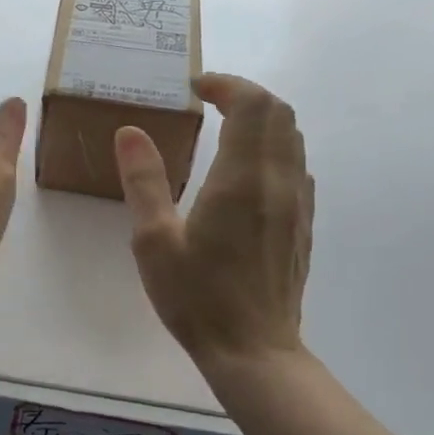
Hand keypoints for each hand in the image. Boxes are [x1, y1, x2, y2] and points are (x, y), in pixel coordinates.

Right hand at [114, 73, 313, 373]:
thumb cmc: (197, 297)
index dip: (226, 84)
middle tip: (208, 101)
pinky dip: (273, 147)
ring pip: (293, 137)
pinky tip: (245, 170)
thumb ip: (144, 180)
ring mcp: (297, 203)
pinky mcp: (303, 223)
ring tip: (224, 127)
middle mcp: (278, 182)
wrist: (254, 351)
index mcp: (241, 180)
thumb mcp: (153, 240)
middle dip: (245, 94)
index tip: (195, 88)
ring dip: (262, 119)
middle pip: (280, 112)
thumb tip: (130, 131)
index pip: (252, 105)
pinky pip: (296, 165)